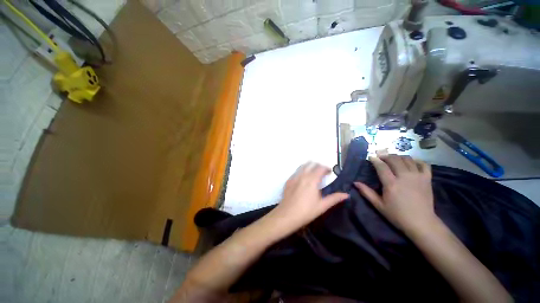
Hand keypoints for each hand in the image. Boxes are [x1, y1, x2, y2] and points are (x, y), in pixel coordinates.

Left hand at [268, 162, 348, 233]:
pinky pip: (296, 172)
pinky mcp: (288, 181)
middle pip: (311, 164)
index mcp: (312, 180)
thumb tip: (346, 194)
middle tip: (322, 172)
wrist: (287, 215)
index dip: (326, 168)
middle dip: (317, 166)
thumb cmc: (306, 211)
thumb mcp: (322, 206)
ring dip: (309, 166)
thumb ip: (334, 198)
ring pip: (302, 166)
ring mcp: (294, 177)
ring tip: (312, 173)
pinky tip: (302, 179)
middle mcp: (303, 176)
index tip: (329, 172)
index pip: (320, 168)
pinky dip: (301, 171)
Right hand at [354, 155, 436, 235]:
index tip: (371, 157)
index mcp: (391, 184)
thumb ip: (366, 192)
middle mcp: (404, 177)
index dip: (375, 160)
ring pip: (407, 159)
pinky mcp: (427, 179)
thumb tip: (355, 183)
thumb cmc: (397, 215)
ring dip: (398, 157)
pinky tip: (411, 162)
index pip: (381, 166)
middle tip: (381, 158)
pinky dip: (416, 160)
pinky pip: (423, 164)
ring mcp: (417, 176)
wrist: (422, 223)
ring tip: (393, 160)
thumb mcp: (379, 205)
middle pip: (394, 159)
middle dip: (386, 156)